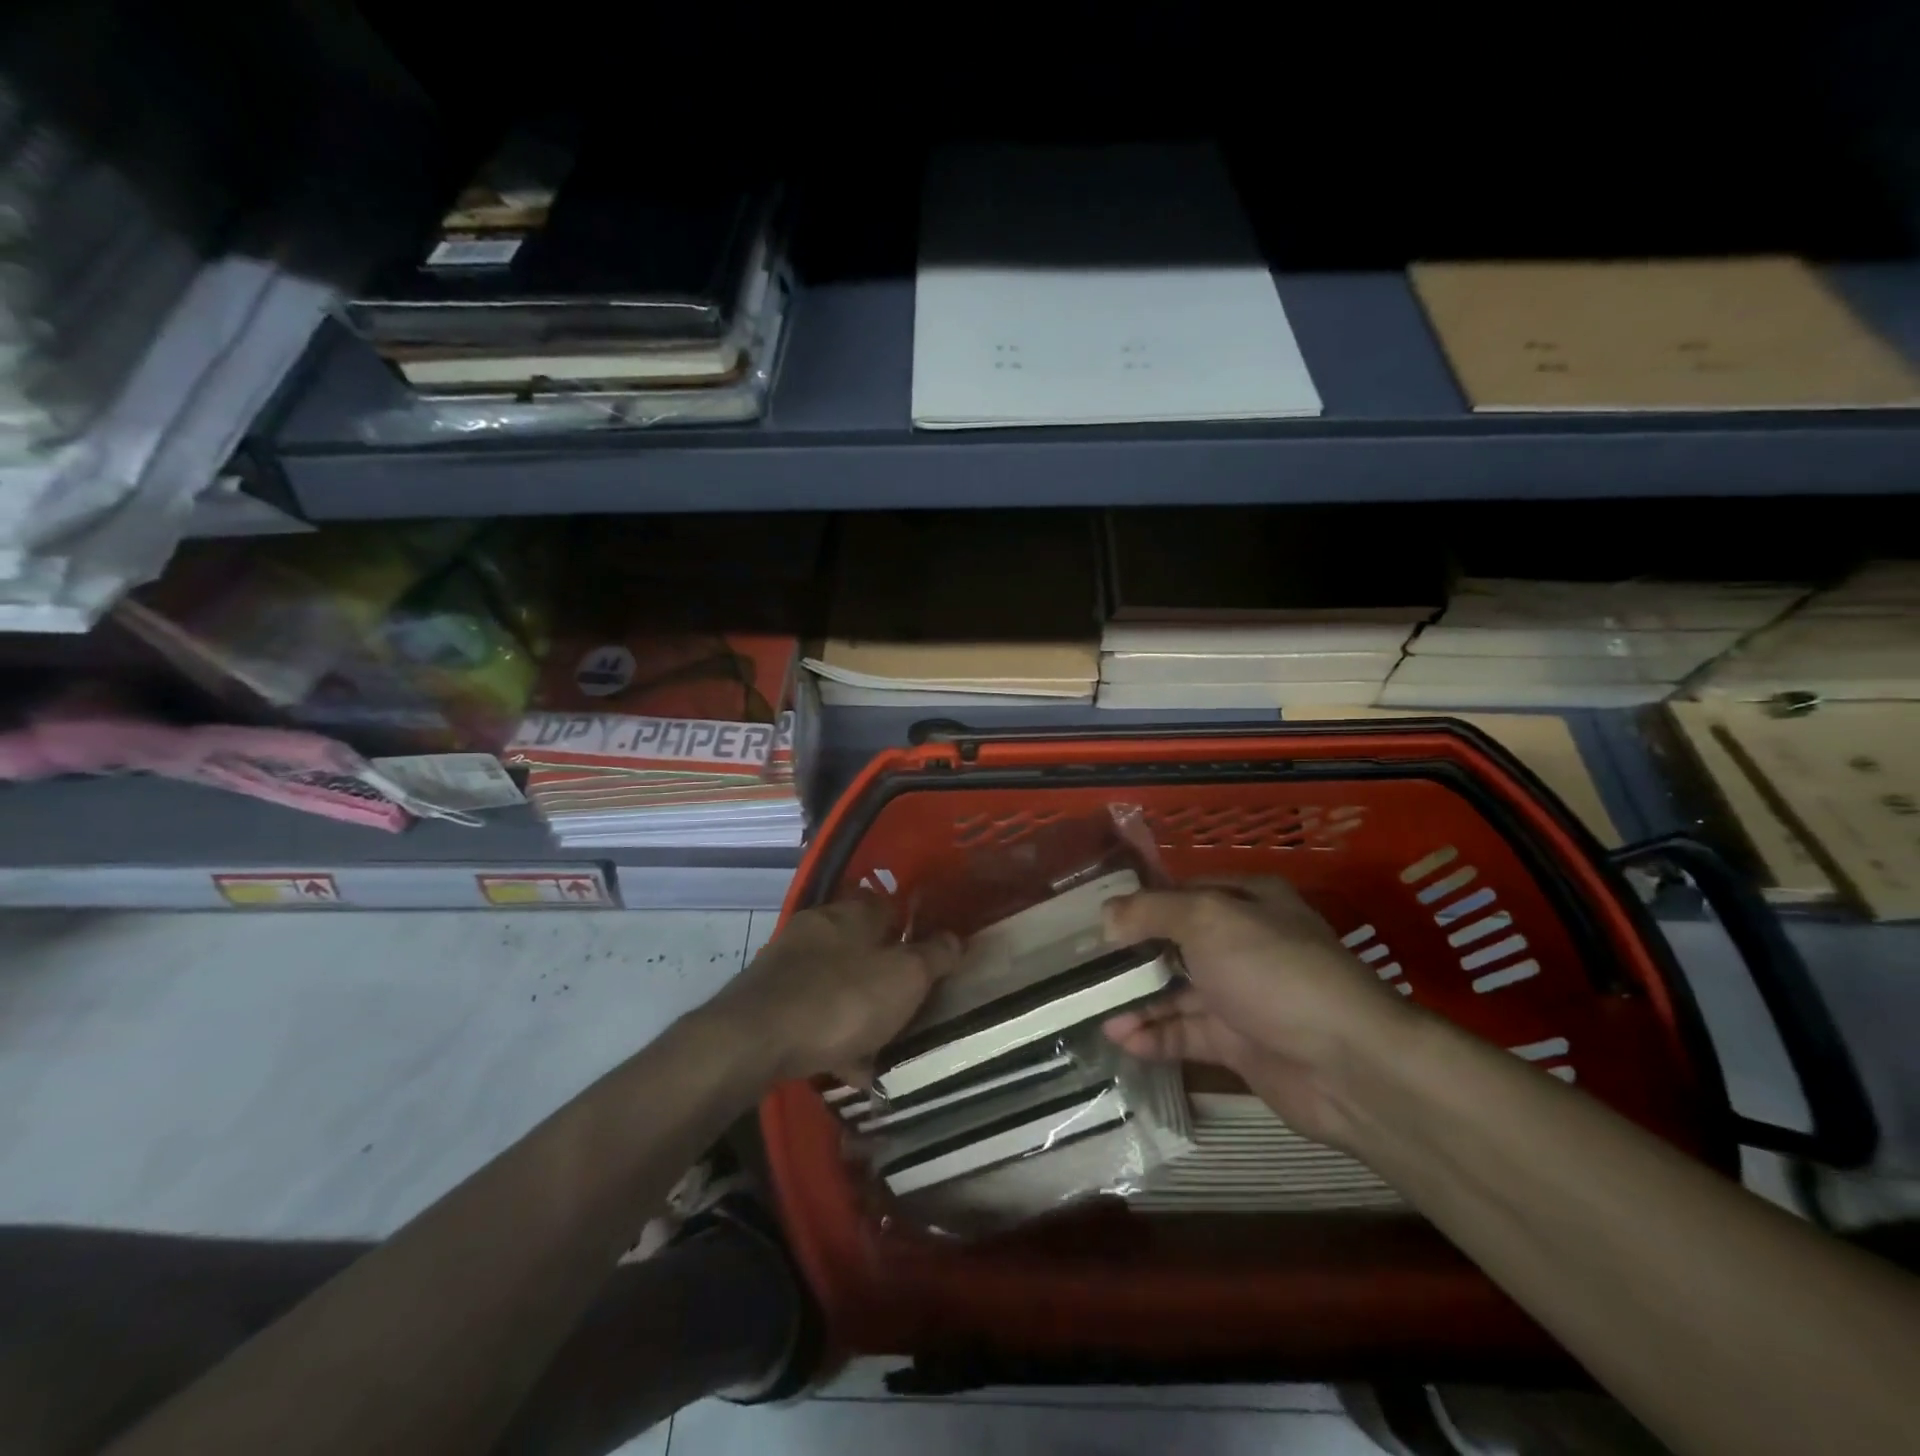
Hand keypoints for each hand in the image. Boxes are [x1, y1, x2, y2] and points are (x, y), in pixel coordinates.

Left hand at [707, 897, 960, 1083]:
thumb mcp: (904, 978)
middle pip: (861, 943)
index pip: (889, 904)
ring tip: (881, 1044)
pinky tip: (846, 1065)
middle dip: (883, 970)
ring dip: (858, 1005)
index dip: (911, 926)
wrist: (753, 1040)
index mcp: (853, 912)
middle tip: (907, 1002)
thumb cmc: (841, 1000)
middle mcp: (819, 926)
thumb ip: (933, 956)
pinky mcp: (768, 997)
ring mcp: (788, 961)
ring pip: (836, 979)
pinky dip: (831, 1032)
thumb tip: (955, 938)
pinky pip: (812, 1011)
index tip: (928, 954)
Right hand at [1102, 878, 1418, 1147]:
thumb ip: (1151, 912)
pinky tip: (1121, 1039)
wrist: (1347, 1064)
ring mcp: (1242, 996)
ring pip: (1177, 991)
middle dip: (1131, 955)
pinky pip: (1187, 1033)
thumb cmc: (1273, 971)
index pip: (1182, 893)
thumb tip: (1106, 915)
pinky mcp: (1239, 1044)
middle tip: (1083, 967)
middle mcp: (1243, 943)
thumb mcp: (1208, 921)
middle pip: (1175, 943)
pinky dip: (1154, 1035)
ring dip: (1137, 1000)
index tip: (1096, 919)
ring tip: (1092, 1009)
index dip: (1140, 904)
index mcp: (1246, 901)